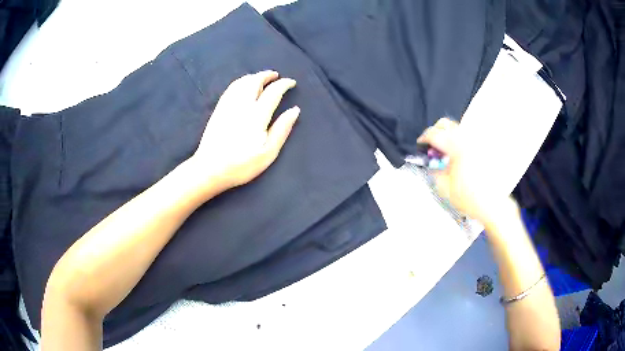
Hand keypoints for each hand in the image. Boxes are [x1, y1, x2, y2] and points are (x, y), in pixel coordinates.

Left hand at [189, 70, 298, 191]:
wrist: (210, 169)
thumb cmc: (242, 165)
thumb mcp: (268, 152)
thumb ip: (282, 129)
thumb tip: (295, 110)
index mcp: (257, 115)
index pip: (273, 91)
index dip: (284, 84)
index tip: (292, 83)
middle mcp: (242, 104)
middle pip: (255, 81)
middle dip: (267, 75)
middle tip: (276, 76)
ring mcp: (228, 105)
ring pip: (242, 82)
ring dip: (254, 76)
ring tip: (262, 78)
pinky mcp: (218, 109)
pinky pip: (231, 88)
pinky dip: (240, 82)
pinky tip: (243, 85)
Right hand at [417, 118, 517, 224]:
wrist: (491, 205)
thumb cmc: (470, 198)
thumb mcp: (444, 186)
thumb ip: (434, 170)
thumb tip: (430, 161)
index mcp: (457, 147)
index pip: (435, 134)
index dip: (424, 139)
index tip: (420, 145)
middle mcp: (468, 140)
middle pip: (446, 125)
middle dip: (435, 133)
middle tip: (431, 147)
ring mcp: (477, 143)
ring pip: (457, 129)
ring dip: (447, 137)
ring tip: (444, 153)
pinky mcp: (483, 148)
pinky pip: (466, 138)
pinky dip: (457, 142)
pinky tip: (456, 157)